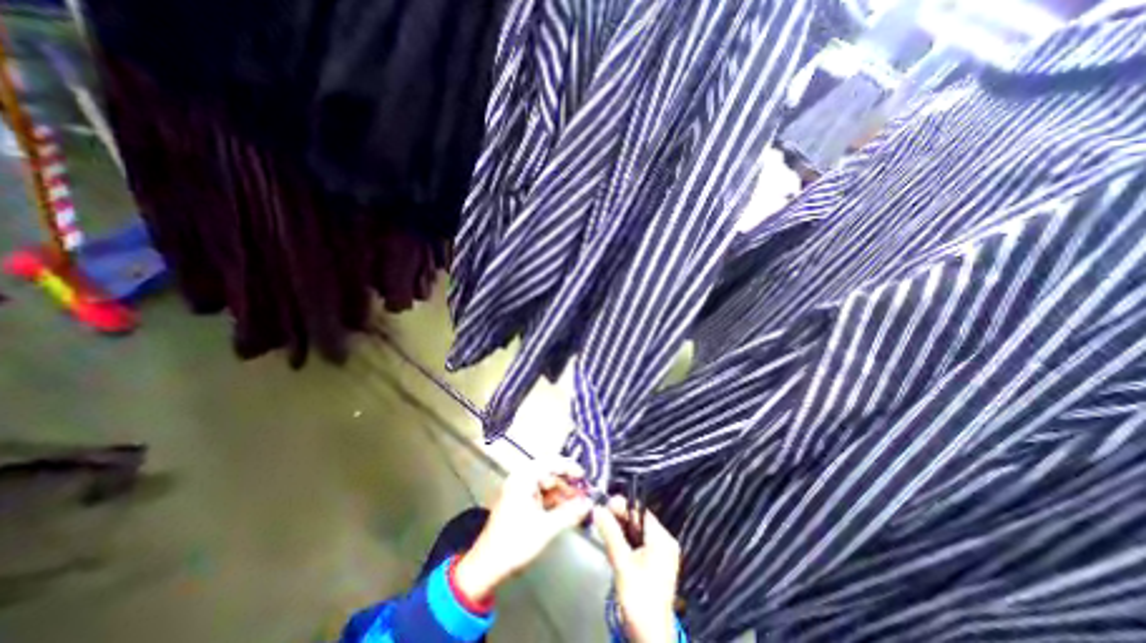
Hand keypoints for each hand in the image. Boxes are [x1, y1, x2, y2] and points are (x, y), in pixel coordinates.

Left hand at [452, 461, 589, 598]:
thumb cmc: (514, 543)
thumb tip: (589, 503)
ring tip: (578, 504)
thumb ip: (569, 513)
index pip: (551, 463)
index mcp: (524, 478)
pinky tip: (566, 510)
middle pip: (550, 473)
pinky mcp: (520, 501)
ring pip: (547, 484)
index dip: (569, 467)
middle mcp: (521, 478)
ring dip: (562, 492)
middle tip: (584, 493)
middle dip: (568, 483)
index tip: (585, 476)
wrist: (486, 566)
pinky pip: (541, 494)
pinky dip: (554, 500)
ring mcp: (520, 490)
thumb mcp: (546, 528)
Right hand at [595, 498, 672, 642]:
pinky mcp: (655, 565)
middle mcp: (664, 542)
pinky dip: (625, 540)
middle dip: (619, 517)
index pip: (640, 511)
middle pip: (639, 521)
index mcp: (662, 539)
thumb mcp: (622, 563)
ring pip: (637, 532)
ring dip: (620, 529)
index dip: (622, 505)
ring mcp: (661, 554)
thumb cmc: (639, 597)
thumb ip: (610, 533)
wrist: (650, 637)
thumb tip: (597, 508)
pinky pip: (638, 543)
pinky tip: (613, 542)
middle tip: (600, 516)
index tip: (604, 504)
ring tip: (603, 527)